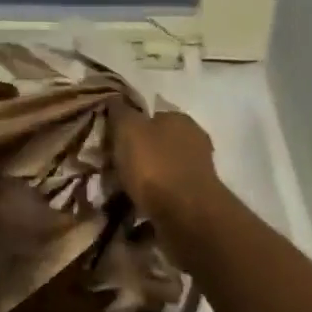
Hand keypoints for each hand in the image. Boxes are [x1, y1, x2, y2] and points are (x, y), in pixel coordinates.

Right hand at [107, 100, 225, 229]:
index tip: (112, 142)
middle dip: (139, 154)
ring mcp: (199, 169)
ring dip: (146, 177)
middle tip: (115, 168)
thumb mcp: (128, 130)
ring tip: (123, 191)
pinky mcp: (198, 196)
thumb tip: (114, 98)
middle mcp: (194, 139)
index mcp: (179, 118)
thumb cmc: (155, 166)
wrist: (186, 213)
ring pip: (163, 168)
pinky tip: (139, 206)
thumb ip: (120, 112)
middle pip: (158, 142)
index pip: (151, 115)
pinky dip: (155, 196)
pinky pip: (168, 191)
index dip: (130, 127)